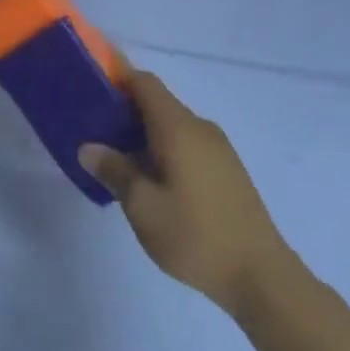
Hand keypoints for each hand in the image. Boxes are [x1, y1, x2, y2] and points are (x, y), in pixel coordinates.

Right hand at [80, 72, 295, 316]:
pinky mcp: (226, 170)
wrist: (261, 276)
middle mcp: (200, 129)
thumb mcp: (142, 205)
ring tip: (111, 153)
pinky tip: (145, 175)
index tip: (88, 80)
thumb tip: (89, 147)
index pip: (144, 83)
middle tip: (89, 124)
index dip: (117, 74)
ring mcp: (218, 150)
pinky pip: (185, 143)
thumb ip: (114, 170)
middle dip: (123, 107)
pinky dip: (160, 147)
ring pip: (171, 126)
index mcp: (179, 128)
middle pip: (157, 103)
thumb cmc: (195, 235)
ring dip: (141, 131)